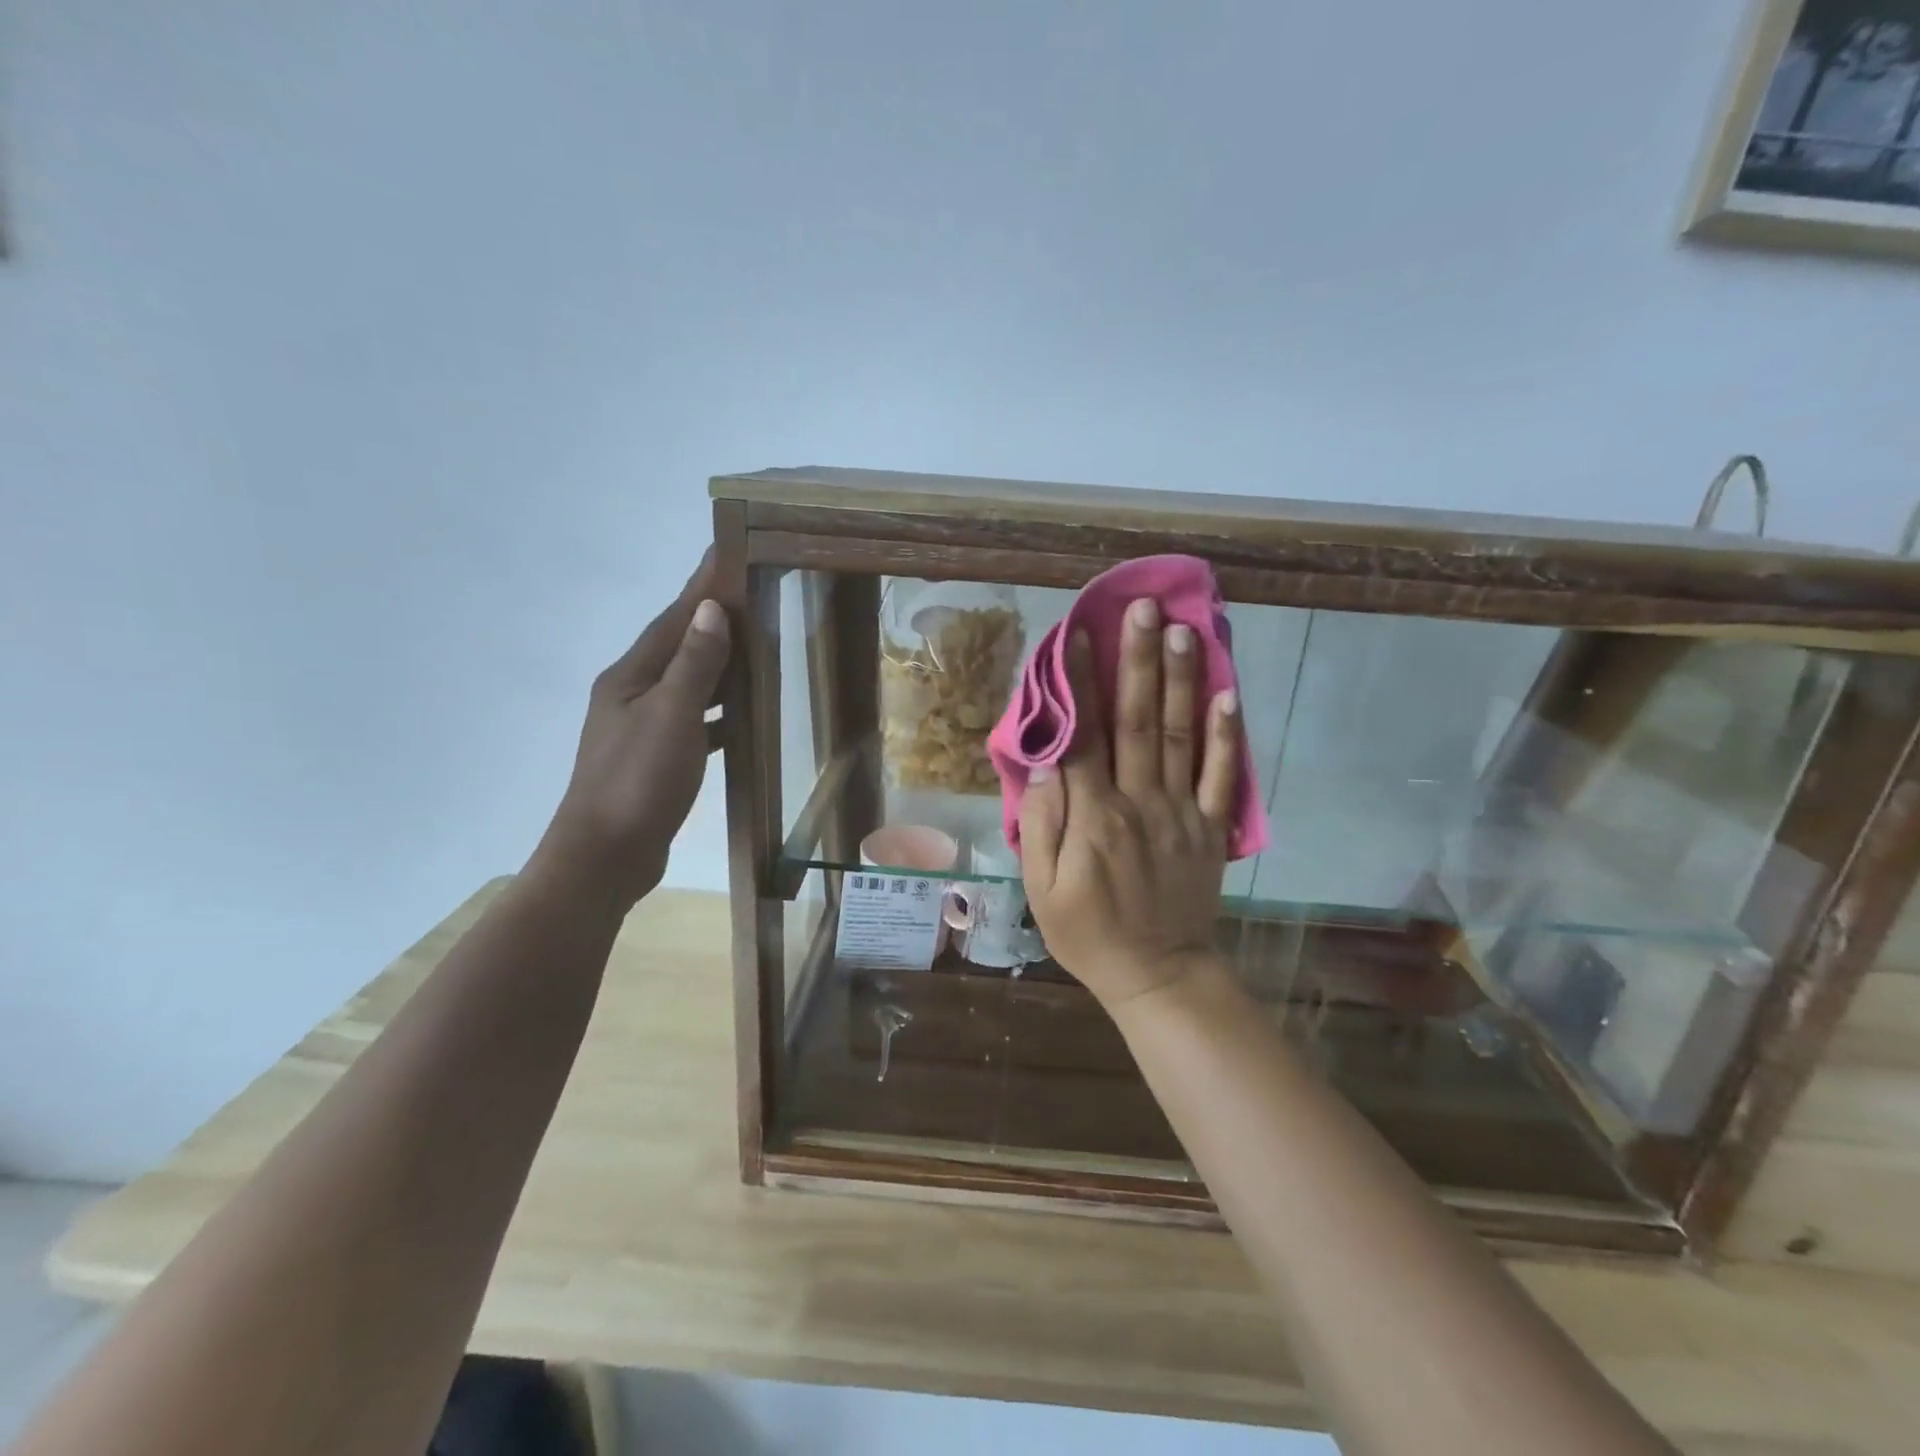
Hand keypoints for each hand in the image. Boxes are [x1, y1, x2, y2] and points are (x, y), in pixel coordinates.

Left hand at [527, 553, 730, 910]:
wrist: (605, 857)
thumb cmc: (638, 781)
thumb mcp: (671, 716)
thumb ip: (693, 664)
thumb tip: (711, 610)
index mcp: (631, 677)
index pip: (673, 619)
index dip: (700, 586)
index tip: (726, 552)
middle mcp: (633, 695)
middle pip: (679, 647)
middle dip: (712, 619)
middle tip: (752, 594)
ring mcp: (643, 729)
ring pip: (689, 684)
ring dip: (718, 664)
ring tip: (757, 646)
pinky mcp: (657, 760)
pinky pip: (695, 721)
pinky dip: (719, 711)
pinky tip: (742, 715)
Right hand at [1020, 598, 1241, 1009]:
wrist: (1158, 974)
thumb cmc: (1088, 934)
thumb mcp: (1041, 890)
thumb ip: (1042, 825)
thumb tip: (1045, 764)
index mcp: (1094, 818)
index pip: (1083, 738)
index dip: (1077, 684)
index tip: (1078, 635)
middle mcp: (1140, 803)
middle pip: (1138, 722)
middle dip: (1137, 662)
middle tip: (1142, 609)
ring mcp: (1182, 813)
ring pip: (1182, 737)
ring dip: (1181, 682)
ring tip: (1182, 631)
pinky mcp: (1212, 829)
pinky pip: (1224, 778)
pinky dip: (1229, 736)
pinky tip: (1230, 694)